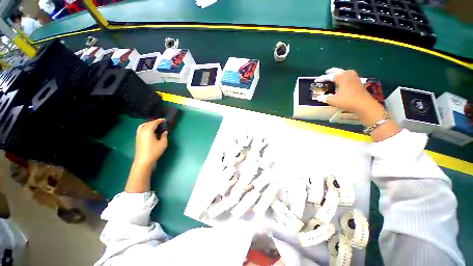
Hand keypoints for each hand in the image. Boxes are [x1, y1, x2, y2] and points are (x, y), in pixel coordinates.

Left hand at [134, 119, 167, 166]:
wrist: (143, 161)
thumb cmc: (154, 151)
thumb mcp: (163, 143)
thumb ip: (164, 136)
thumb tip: (165, 131)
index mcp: (148, 131)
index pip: (154, 123)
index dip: (159, 120)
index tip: (164, 120)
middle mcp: (142, 131)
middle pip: (147, 123)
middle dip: (154, 122)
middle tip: (161, 123)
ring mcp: (138, 135)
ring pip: (142, 126)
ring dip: (148, 124)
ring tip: (155, 126)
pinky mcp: (137, 139)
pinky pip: (141, 130)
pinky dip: (145, 128)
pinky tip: (150, 132)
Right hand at [315, 68, 400, 140]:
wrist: (364, 105)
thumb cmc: (347, 101)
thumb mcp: (333, 100)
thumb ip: (324, 98)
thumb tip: (318, 97)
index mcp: (341, 77)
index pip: (329, 76)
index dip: (322, 78)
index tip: (316, 80)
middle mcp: (348, 75)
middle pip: (339, 71)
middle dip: (332, 72)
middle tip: (327, 72)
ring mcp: (355, 78)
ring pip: (346, 73)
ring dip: (340, 73)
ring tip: (335, 75)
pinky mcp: (359, 83)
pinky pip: (350, 76)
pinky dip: (345, 77)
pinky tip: (343, 81)